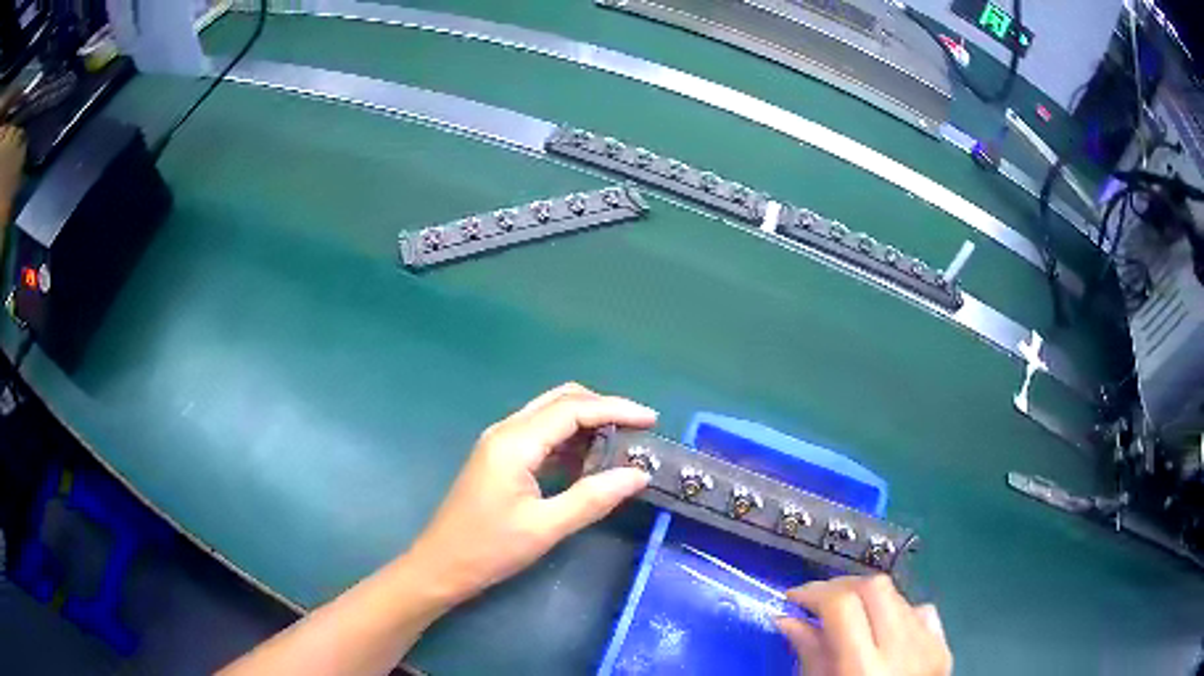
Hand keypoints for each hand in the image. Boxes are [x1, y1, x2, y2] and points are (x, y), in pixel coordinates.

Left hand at [405, 383, 656, 605]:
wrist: (441, 566)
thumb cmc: (489, 549)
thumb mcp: (546, 527)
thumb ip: (593, 498)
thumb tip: (639, 474)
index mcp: (515, 442)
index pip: (573, 409)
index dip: (616, 409)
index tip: (652, 421)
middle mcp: (506, 431)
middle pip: (561, 400)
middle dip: (603, 409)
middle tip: (638, 431)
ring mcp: (500, 443)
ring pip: (551, 415)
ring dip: (587, 423)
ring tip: (621, 445)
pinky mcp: (500, 458)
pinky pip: (541, 436)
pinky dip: (570, 440)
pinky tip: (589, 462)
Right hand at [777, 575, 951, 675]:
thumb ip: (809, 656)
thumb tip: (788, 618)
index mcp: (864, 670)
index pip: (843, 605)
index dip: (814, 592)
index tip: (793, 599)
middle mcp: (904, 651)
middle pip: (875, 587)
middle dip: (841, 587)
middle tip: (817, 602)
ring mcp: (930, 646)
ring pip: (898, 595)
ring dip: (867, 599)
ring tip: (847, 619)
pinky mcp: (944, 647)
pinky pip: (920, 612)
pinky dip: (897, 612)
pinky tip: (882, 631)